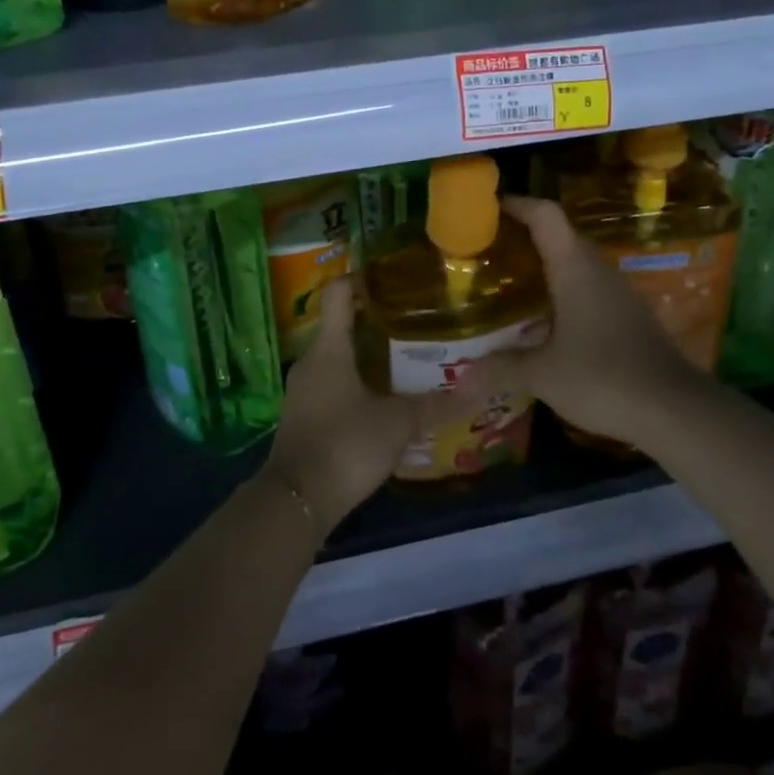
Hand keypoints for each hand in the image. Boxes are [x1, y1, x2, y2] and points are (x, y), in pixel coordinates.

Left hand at [263, 279, 485, 533]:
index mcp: (329, 348)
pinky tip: (380, 398)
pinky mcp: (302, 416)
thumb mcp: (398, 423)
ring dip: (364, 354)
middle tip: (411, 319)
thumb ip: (435, 405)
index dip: (360, 277)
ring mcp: (302, 389)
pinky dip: (354, 382)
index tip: (389, 275)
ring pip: (336, 357)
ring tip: (403, 358)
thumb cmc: (346, 444)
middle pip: (339, 324)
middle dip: (373, 319)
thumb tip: (476, 390)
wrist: (297, 500)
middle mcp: (310, 361)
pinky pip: (330, 384)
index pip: (337, 292)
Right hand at [471, 196, 698, 449]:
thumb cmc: (603, 377)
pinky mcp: (630, 315)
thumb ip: (502, 368)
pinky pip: (590, 287)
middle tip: (491, 250)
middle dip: (525, 235)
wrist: (676, 410)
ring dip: (546, 264)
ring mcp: (618, 292)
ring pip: (577, 262)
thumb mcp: (543, 375)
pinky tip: (547, 319)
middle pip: (560, 235)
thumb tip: (462, 377)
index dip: (518, 203)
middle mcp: (597, 270)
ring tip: (512, 282)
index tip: (489, 206)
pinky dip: (564, 290)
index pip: (546, 215)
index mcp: (574, 268)